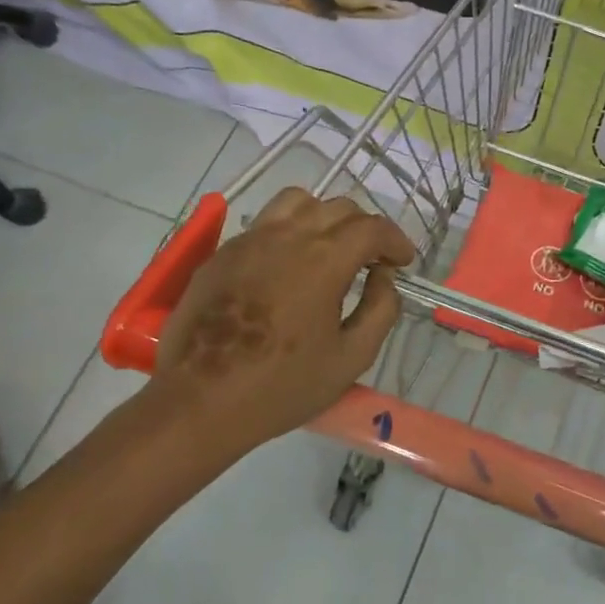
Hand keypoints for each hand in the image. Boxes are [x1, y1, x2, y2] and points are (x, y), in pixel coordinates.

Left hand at [143, 188, 416, 455]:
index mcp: (323, 261)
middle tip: (373, 261)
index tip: (403, 262)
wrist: (201, 401)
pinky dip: (289, 231)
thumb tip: (383, 277)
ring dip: (325, 218)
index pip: (371, 227)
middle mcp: (287, 237)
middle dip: (364, 229)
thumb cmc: (283, 386)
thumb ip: (380, 310)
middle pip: (337, 208)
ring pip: (297, 202)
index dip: (395, 240)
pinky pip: (264, 223)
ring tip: (330, 250)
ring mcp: (248, 240)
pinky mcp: (221, 254)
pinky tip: (289, 266)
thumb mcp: (351, 358)